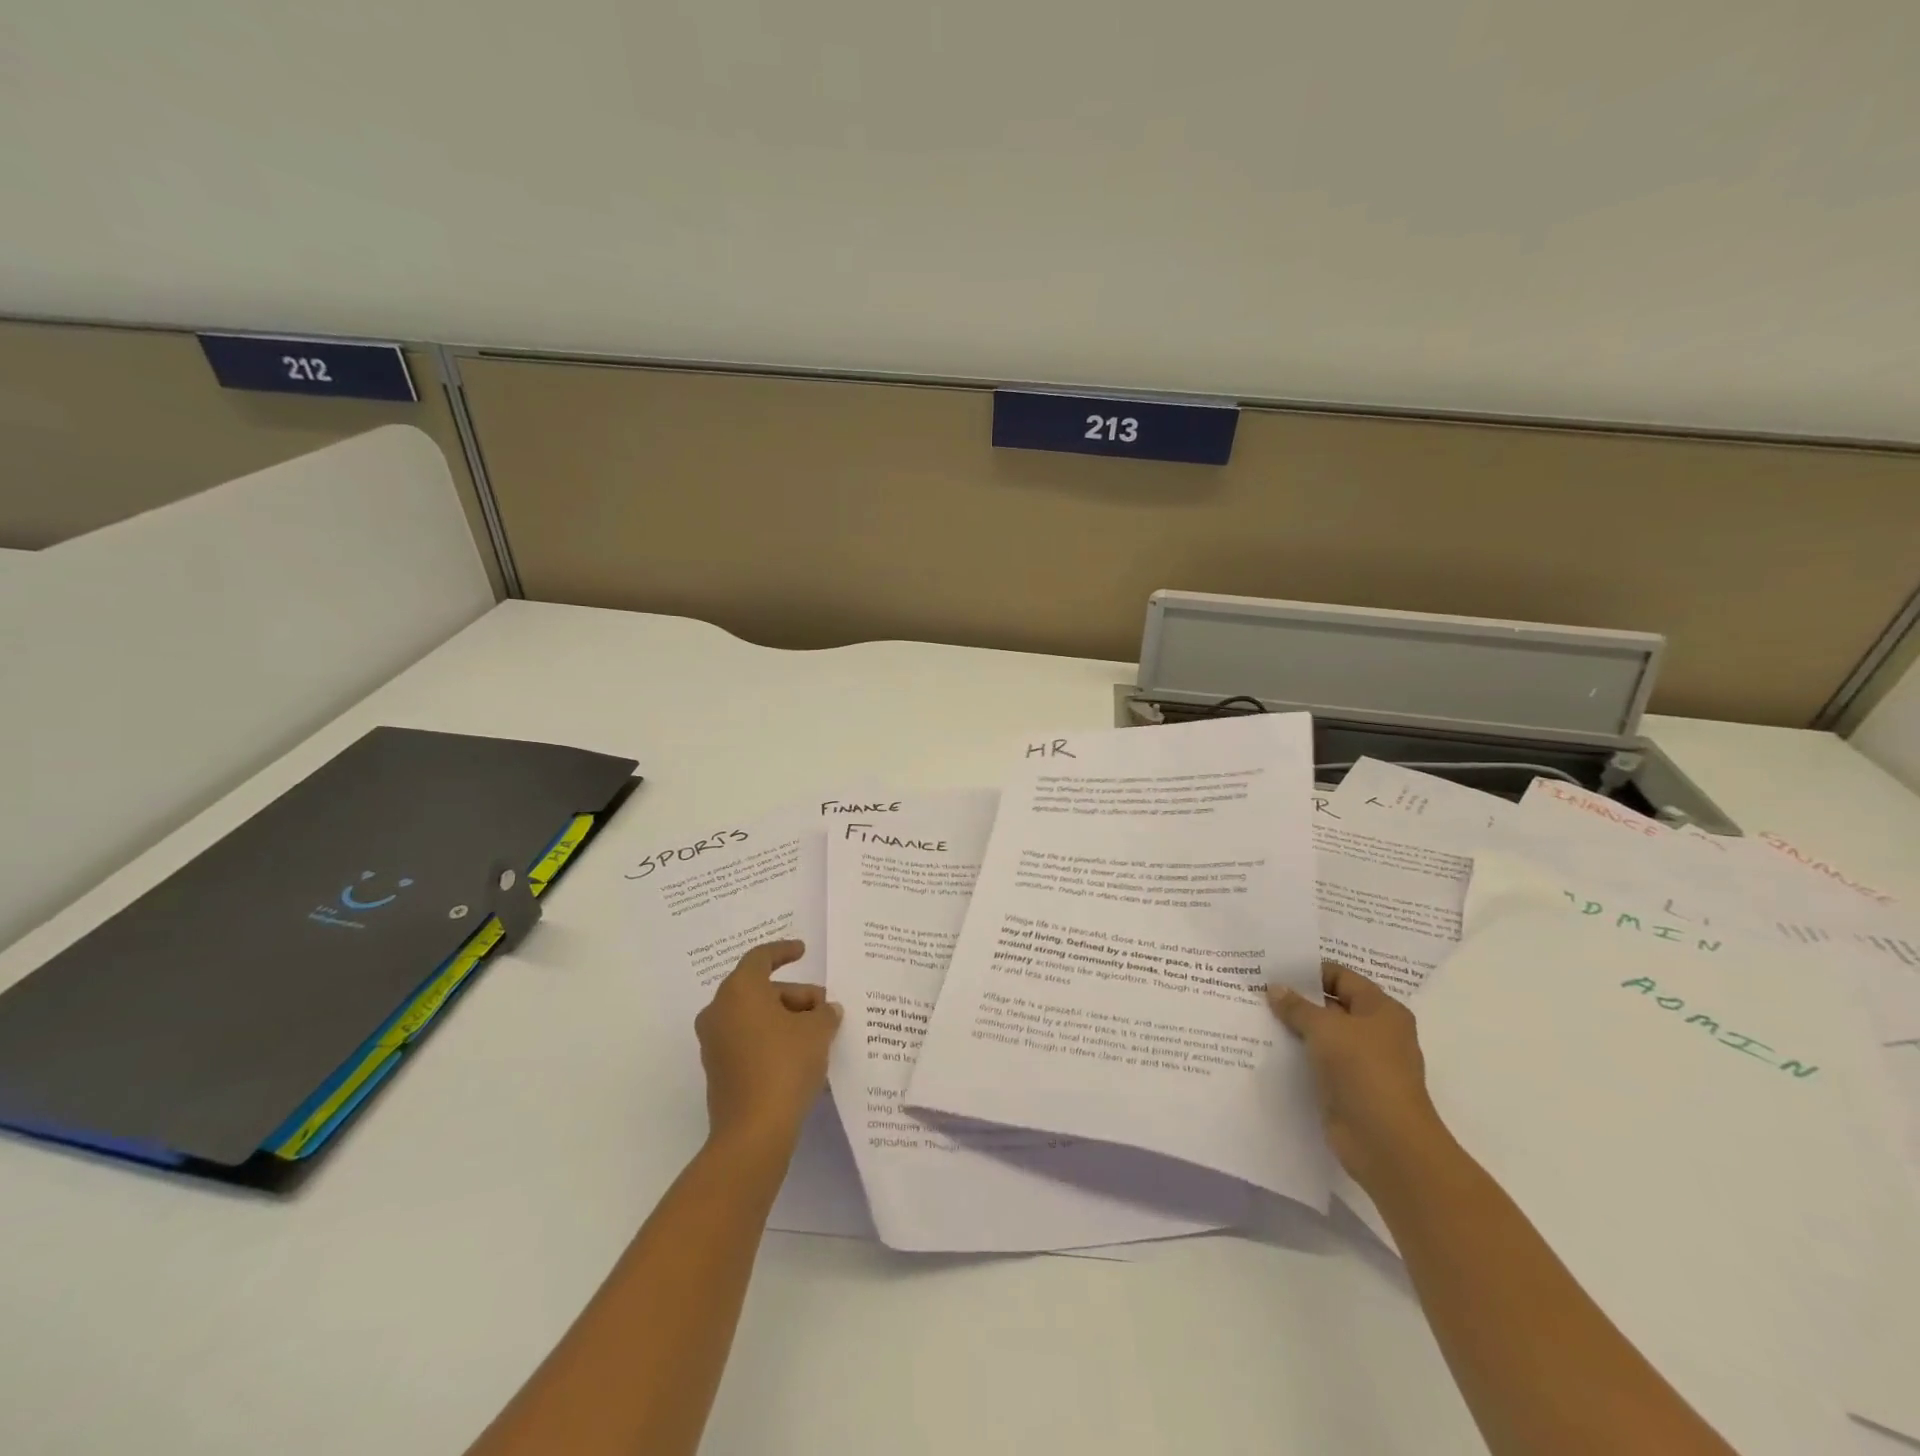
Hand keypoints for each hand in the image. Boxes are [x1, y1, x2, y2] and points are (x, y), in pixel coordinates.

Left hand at [694, 940, 841, 1152]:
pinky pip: (748, 1041)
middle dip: (794, 995)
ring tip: (818, 1033)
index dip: (784, 951)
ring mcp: (714, 1044)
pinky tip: (800, 1054)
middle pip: (760, 989)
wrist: (753, 1132)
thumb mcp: (817, 1031)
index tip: (803, 951)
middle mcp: (719, 1012)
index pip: (760, 958)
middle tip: (824, 1008)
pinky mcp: (718, 1071)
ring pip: (754, 1017)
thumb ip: (824, 1013)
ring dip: (785, 1018)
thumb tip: (826, 1011)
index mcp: (739, 991)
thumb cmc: (785, 1065)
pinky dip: (772, 1039)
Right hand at [1268, 961, 1449, 1192]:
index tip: (1273, 967)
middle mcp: (1376, 1033)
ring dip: (1294, 1028)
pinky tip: (1267, 1047)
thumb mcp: (1325, 1028)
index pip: (1342, 977)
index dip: (1309, 971)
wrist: (1386, 1142)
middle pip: (1331, 1006)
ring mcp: (1362, 1063)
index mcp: (1382, 1010)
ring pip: (1322, 1036)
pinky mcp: (1347, 1088)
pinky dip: (1297, 1055)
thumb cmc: (1363, 1071)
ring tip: (1255, 1014)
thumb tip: (1274, 988)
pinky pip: (1317, 1062)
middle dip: (1297, 998)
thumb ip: (1297, 1006)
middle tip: (1257, 988)